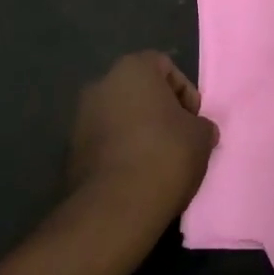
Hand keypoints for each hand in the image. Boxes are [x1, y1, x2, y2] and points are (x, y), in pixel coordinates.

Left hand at [68, 51, 218, 237]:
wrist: (116, 208)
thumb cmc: (165, 155)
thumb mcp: (201, 137)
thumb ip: (202, 125)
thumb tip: (200, 130)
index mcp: (132, 69)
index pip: (165, 66)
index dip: (185, 92)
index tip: (193, 120)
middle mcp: (101, 84)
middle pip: (139, 90)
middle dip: (160, 111)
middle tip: (179, 138)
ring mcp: (81, 117)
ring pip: (120, 116)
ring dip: (139, 131)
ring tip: (158, 161)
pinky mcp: (71, 150)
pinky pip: (105, 142)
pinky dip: (121, 151)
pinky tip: (136, 175)